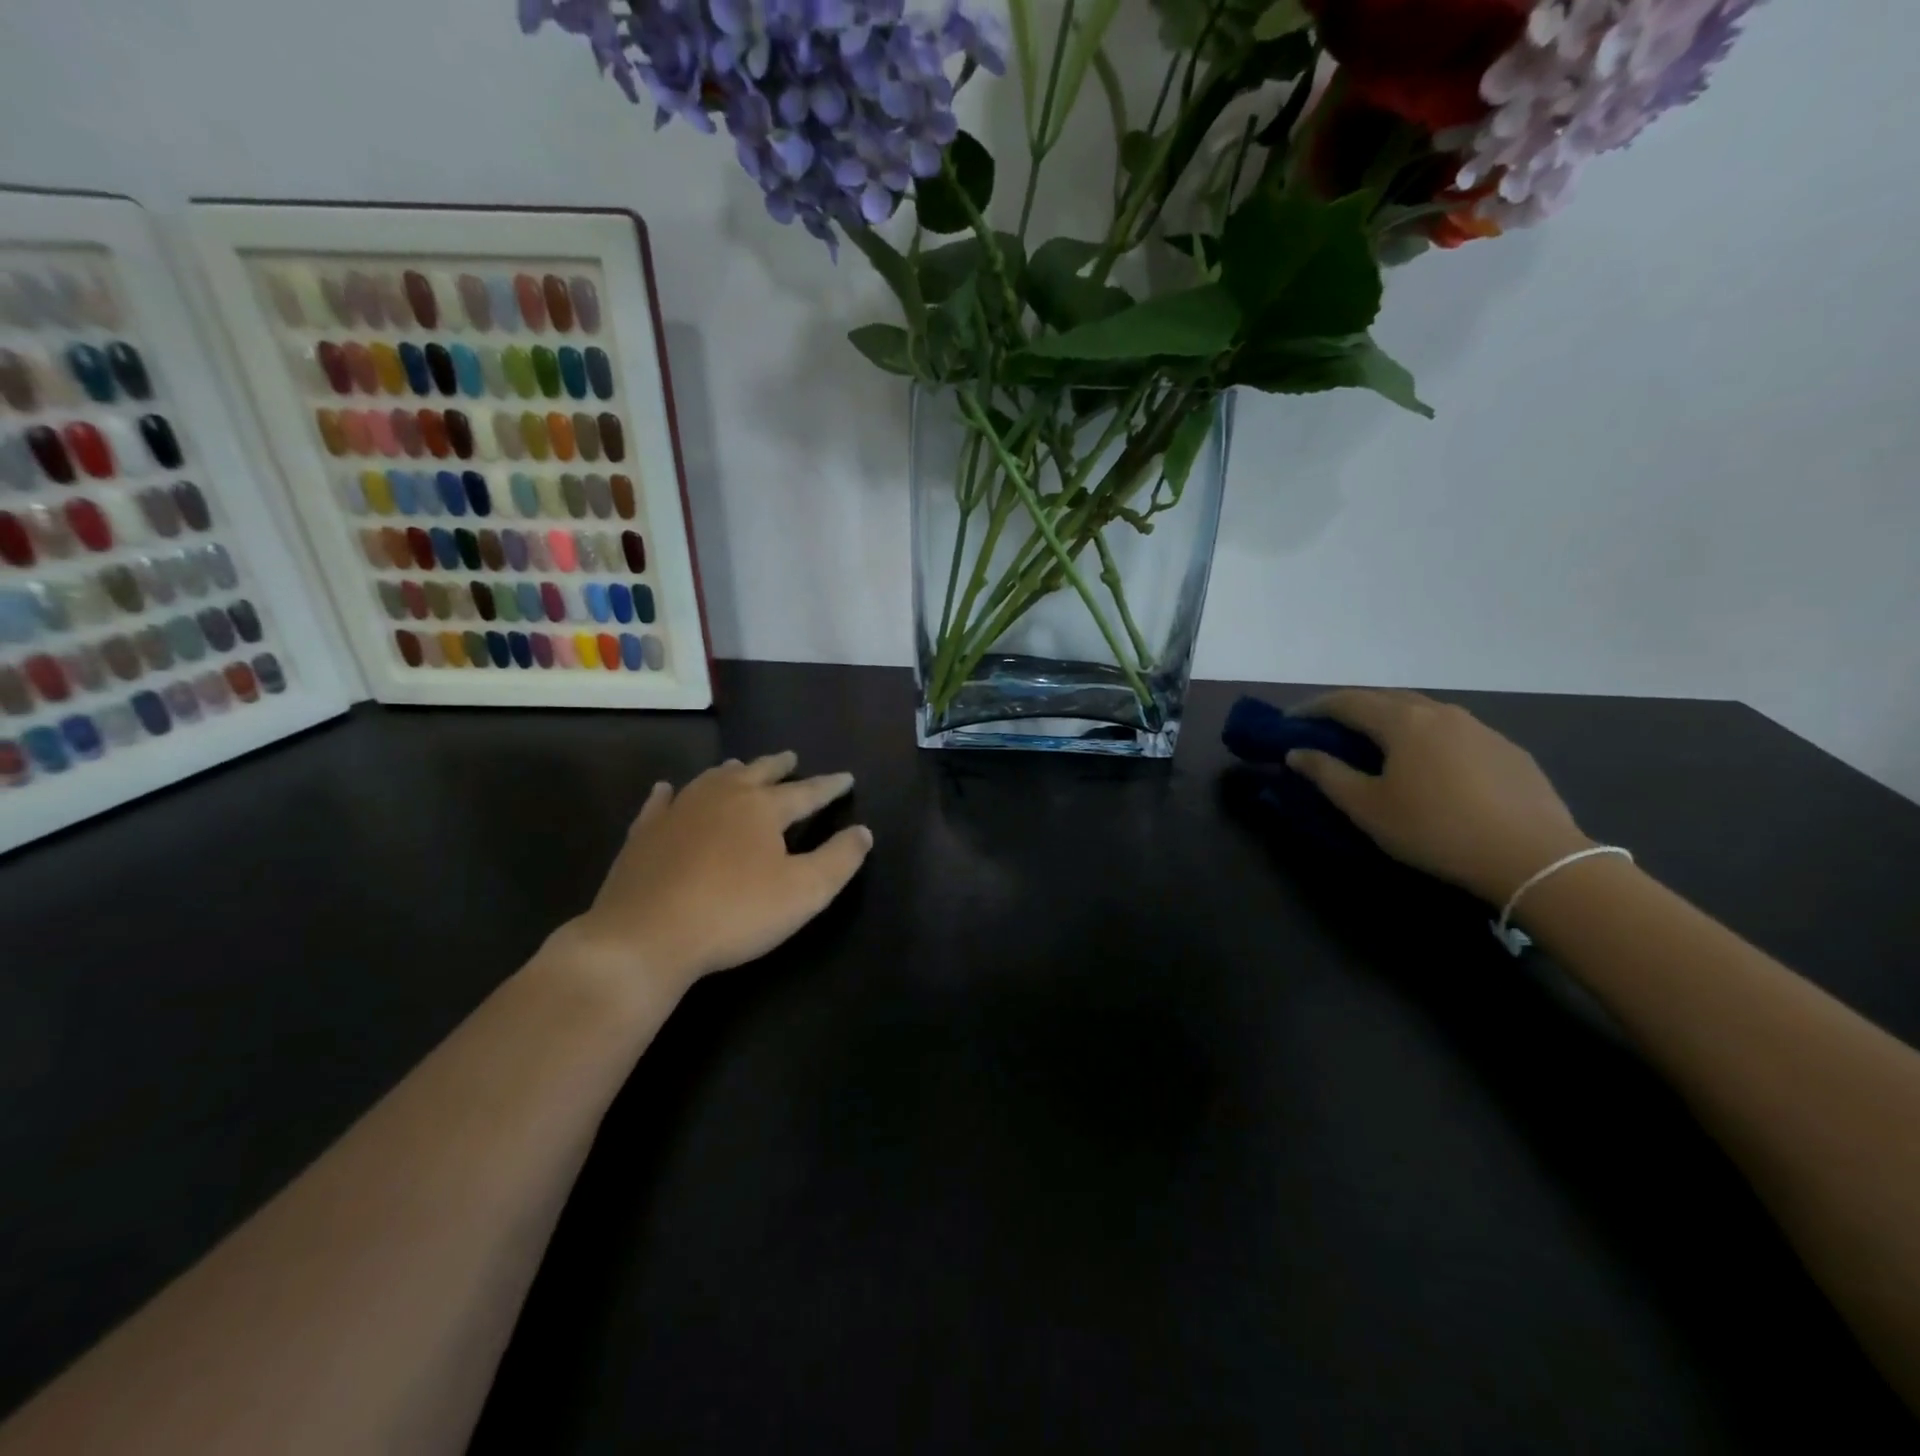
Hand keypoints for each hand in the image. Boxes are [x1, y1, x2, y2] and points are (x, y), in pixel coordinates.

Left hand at [556, 752, 872, 1000]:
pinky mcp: (645, 833)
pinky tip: (668, 790)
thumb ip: (840, 859)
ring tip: (741, 767)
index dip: (829, 786)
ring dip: (732, 772)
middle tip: (791, 758)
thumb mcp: (804, 892)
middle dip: (779, 765)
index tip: (846, 777)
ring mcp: (679, 811)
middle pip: (757, 773)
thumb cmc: (735, 912)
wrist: (646, 936)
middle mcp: (722, 797)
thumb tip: (863, 831)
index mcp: (763, 808)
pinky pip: (662, 802)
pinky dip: (671, 793)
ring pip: (712, 779)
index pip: (807, 791)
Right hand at [1285, 690, 1593, 903]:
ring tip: (1374, 741)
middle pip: (1386, 698)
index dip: (1314, 708)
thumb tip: (1297, 752)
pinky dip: (1425, 736)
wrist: (1534, 857)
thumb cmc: (1435, 830)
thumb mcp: (1367, 807)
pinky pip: (1453, 731)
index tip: (1290, 720)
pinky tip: (1427, 763)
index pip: (1347, 701)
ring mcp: (1480, 729)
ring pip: (1423, 711)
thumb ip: (1327, 774)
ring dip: (1390, 719)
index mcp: (1403, 721)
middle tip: (1327, 727)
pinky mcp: (1507, 750)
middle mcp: (1441, 713)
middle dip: (1351, 708)